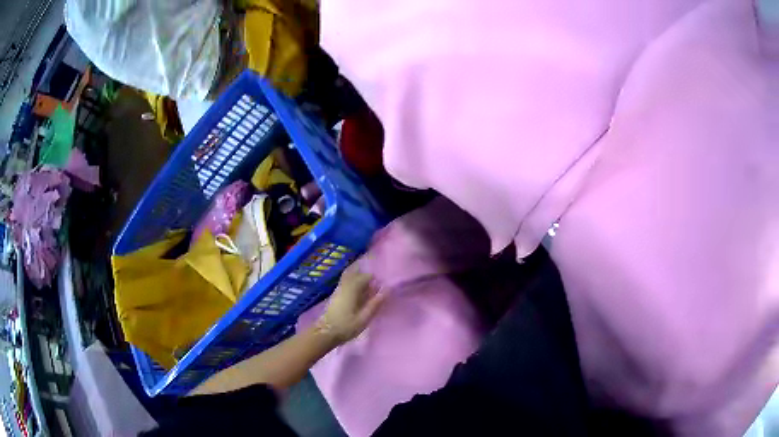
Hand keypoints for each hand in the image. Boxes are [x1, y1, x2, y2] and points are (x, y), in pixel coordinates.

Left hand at [317, 262, 384, 344]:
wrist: (326, 333)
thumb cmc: (346, 326)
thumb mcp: (364, 317)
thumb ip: (375, 303)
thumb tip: (387, 289)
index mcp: (352, 289)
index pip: (365, 276)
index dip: (375, 279)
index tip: (382, 285)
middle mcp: (344, 285)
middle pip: (356, 273)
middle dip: (366, 277)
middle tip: (376, 285)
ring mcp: (338, 289)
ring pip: (349, 277)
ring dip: (359, 279)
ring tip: (368, 289)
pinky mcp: (335, 295)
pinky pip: (346, 283)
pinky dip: (354, 284)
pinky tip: (359, 294)